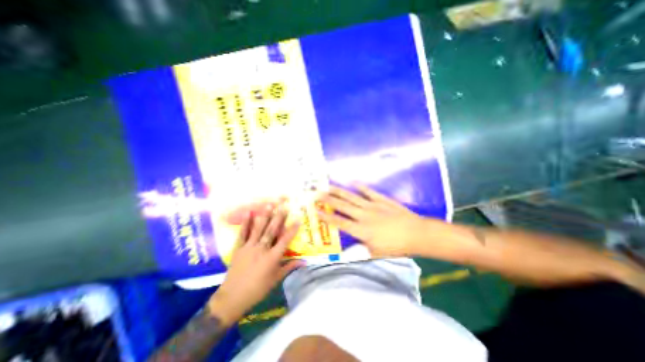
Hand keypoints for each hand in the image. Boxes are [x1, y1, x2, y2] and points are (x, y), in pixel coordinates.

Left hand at [210, 206, 305, 324]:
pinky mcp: (239, 248)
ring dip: (264, 216)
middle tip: (284, 207)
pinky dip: (246, 223)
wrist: (233, 298)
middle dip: (279, 218)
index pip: (285, 241)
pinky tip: (249, 213)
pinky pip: (243, 234)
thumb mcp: (276, 279)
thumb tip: (304, 262)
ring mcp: (249, 247)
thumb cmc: (258, 290)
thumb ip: (289, 267)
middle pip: (271, 231)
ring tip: (269, 205)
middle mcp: (261, 249)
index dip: (292, 230)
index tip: (298, 220)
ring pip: (258, 229)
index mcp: (272, 258)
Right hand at [316, 186, 426, 256]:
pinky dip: (361, 187)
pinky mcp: (382, 200)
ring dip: (339, 191)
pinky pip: (369, 192)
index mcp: (361, 230)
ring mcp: (373, 206)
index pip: (339, 222)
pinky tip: (354, 182)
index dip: (326, 216)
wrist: (416, 234)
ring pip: (352, 197)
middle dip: (328, 200)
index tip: (316, 210)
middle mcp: (363, 215)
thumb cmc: (396, 246)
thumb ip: (360, 252)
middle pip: (342, 206)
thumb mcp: (376, 254)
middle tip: (317, 194)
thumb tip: (347, 252)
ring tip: (329, 186)